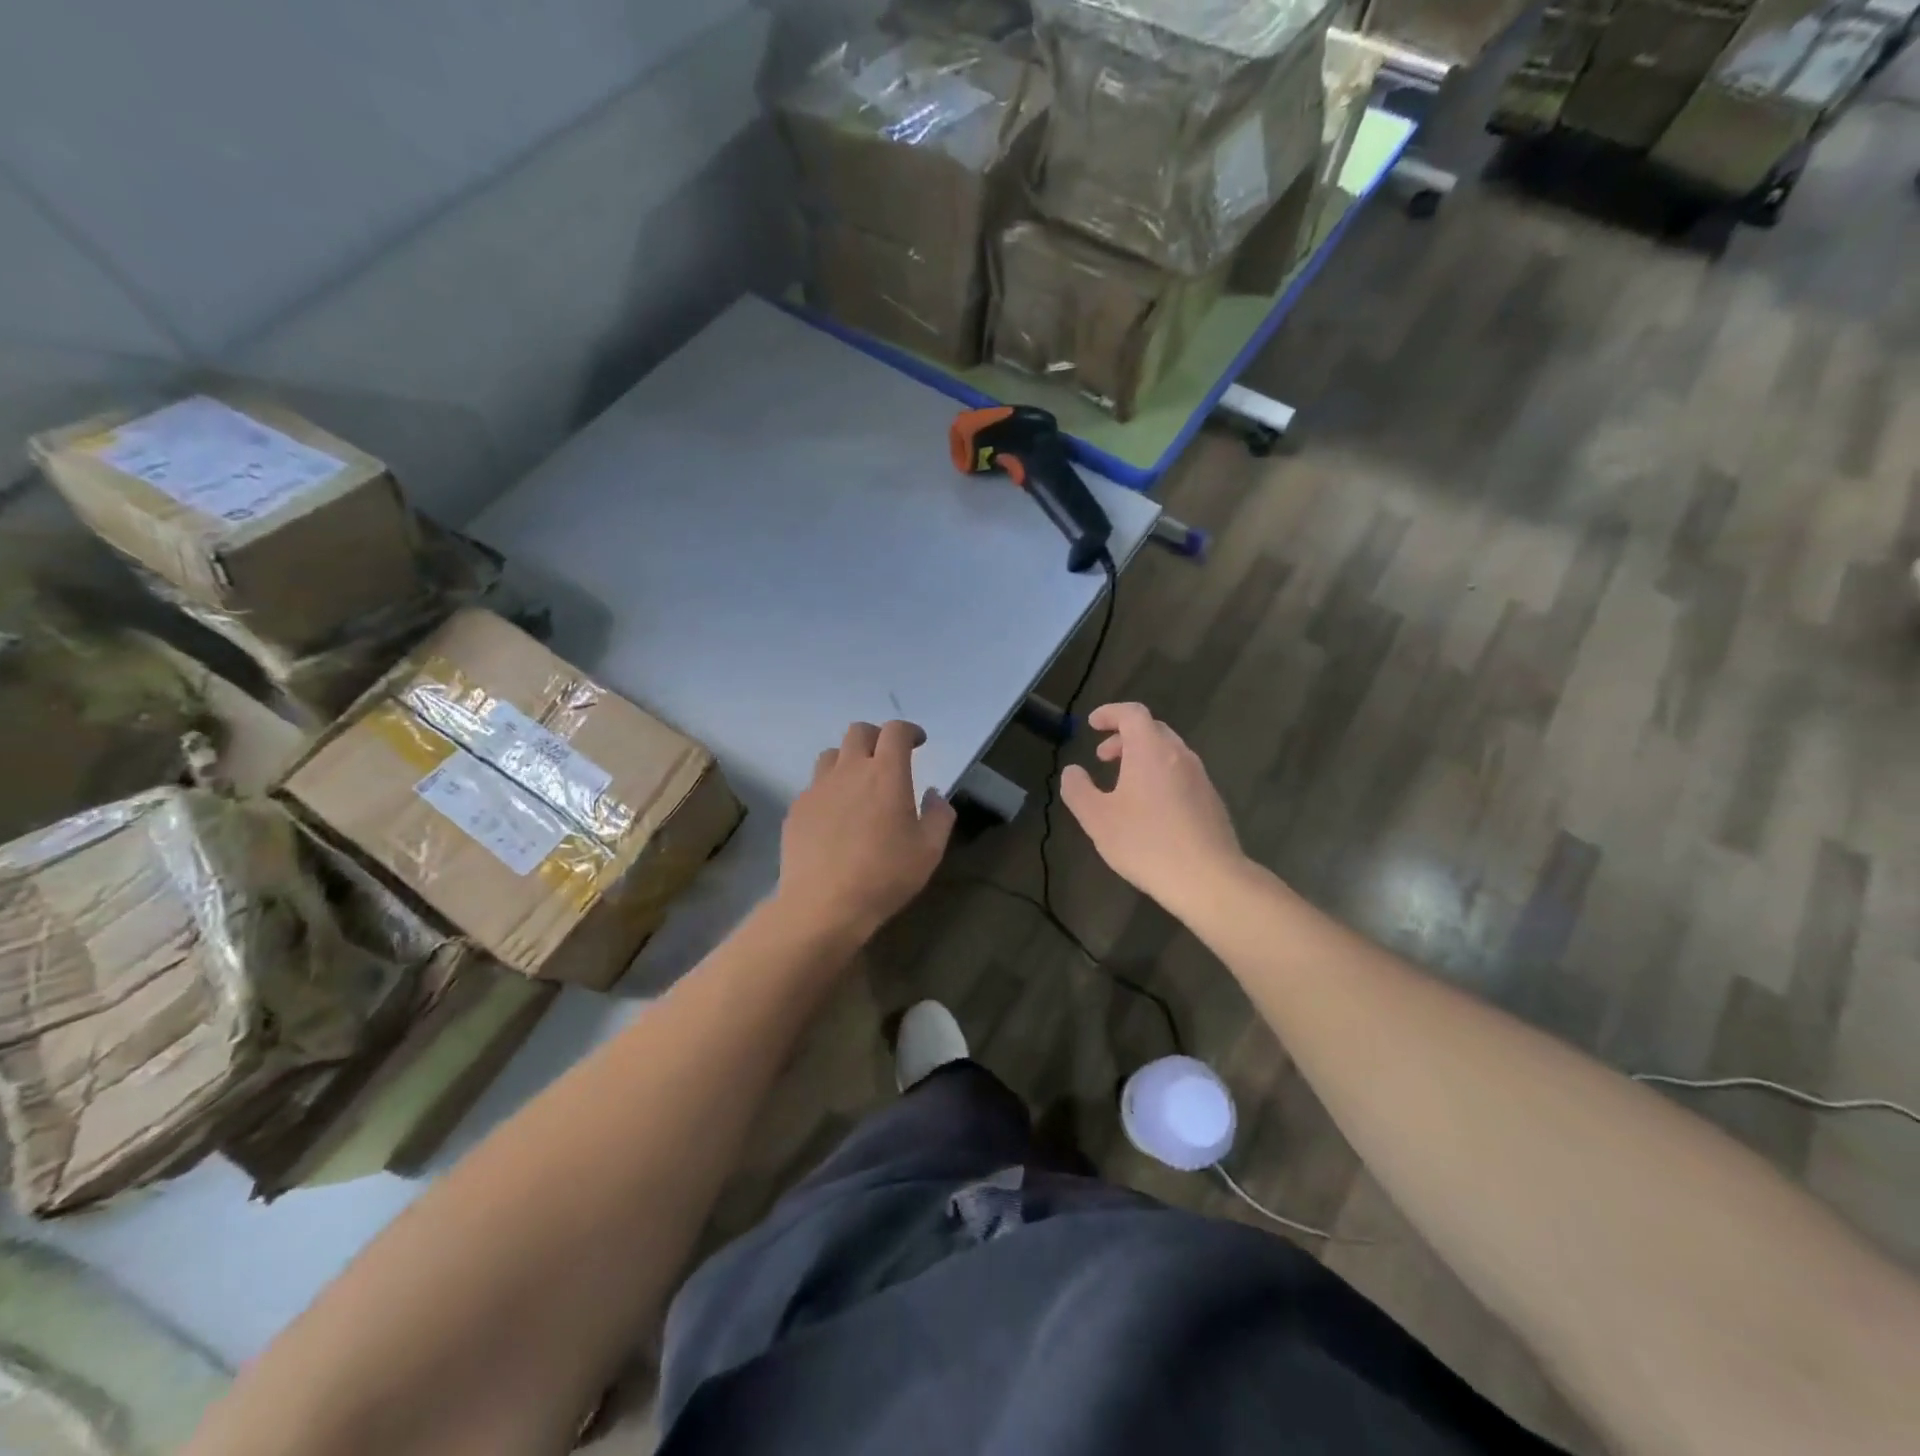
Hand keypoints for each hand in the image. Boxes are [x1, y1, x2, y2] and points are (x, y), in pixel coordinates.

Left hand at [777, 720, 955, 939]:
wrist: (823, 905)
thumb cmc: (884, 876)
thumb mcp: (929, 850)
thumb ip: (938, 815)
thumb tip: (933, 795)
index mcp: (885, 774)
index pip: (895, 731)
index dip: (909, 731)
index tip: (918, 742)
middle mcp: (849, 771)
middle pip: (859, 732)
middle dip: (877, 736)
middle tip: (888, 758)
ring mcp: (817, 788)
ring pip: (832, 755)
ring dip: (849, 759)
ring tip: (858, 784)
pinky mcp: (797, 809)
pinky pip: (814, 786)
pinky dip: (829, 789)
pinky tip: (836, 816)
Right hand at [1061, 703, 1244, 914]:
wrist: (1208, 878)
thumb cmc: (1146, 843)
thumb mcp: (1097, 818)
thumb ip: (1078, 790)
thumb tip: (1072, 772)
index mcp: (1150, 750)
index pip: (1132, 713)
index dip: (1110, 713)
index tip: (1092, 724)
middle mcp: (1179, 755)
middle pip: (1152, 730)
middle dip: (1124, 737)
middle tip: (1103, 757)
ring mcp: (1200, 777)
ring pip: (1168, 752)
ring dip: (1142, 757)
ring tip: (1123, 784)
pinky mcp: (1211, 800)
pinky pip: (1180, 774)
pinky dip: (1159, 775)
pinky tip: (1149, 808)